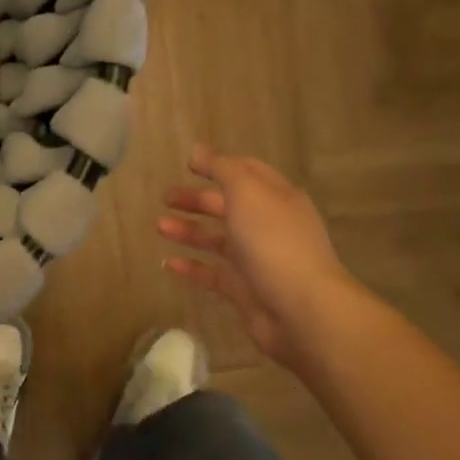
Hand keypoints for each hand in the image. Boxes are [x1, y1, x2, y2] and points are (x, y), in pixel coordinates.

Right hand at [158, 146, 355, 370]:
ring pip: (217, 240)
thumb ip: (222, 169)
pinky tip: (167, 264)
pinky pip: (212, 274)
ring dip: (188, 231)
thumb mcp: (247, 192)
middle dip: (197, 200)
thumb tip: (198, 151)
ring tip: (158, 226)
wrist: (301, 309)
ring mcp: (257, 259)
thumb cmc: (273, 241)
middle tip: (165, 198)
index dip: (218, 165)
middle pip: (228, 206)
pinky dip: (190, 268)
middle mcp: (269, 225)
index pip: (246, 172)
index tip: (187, 164)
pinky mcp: (245, 290)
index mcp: (276, 197)